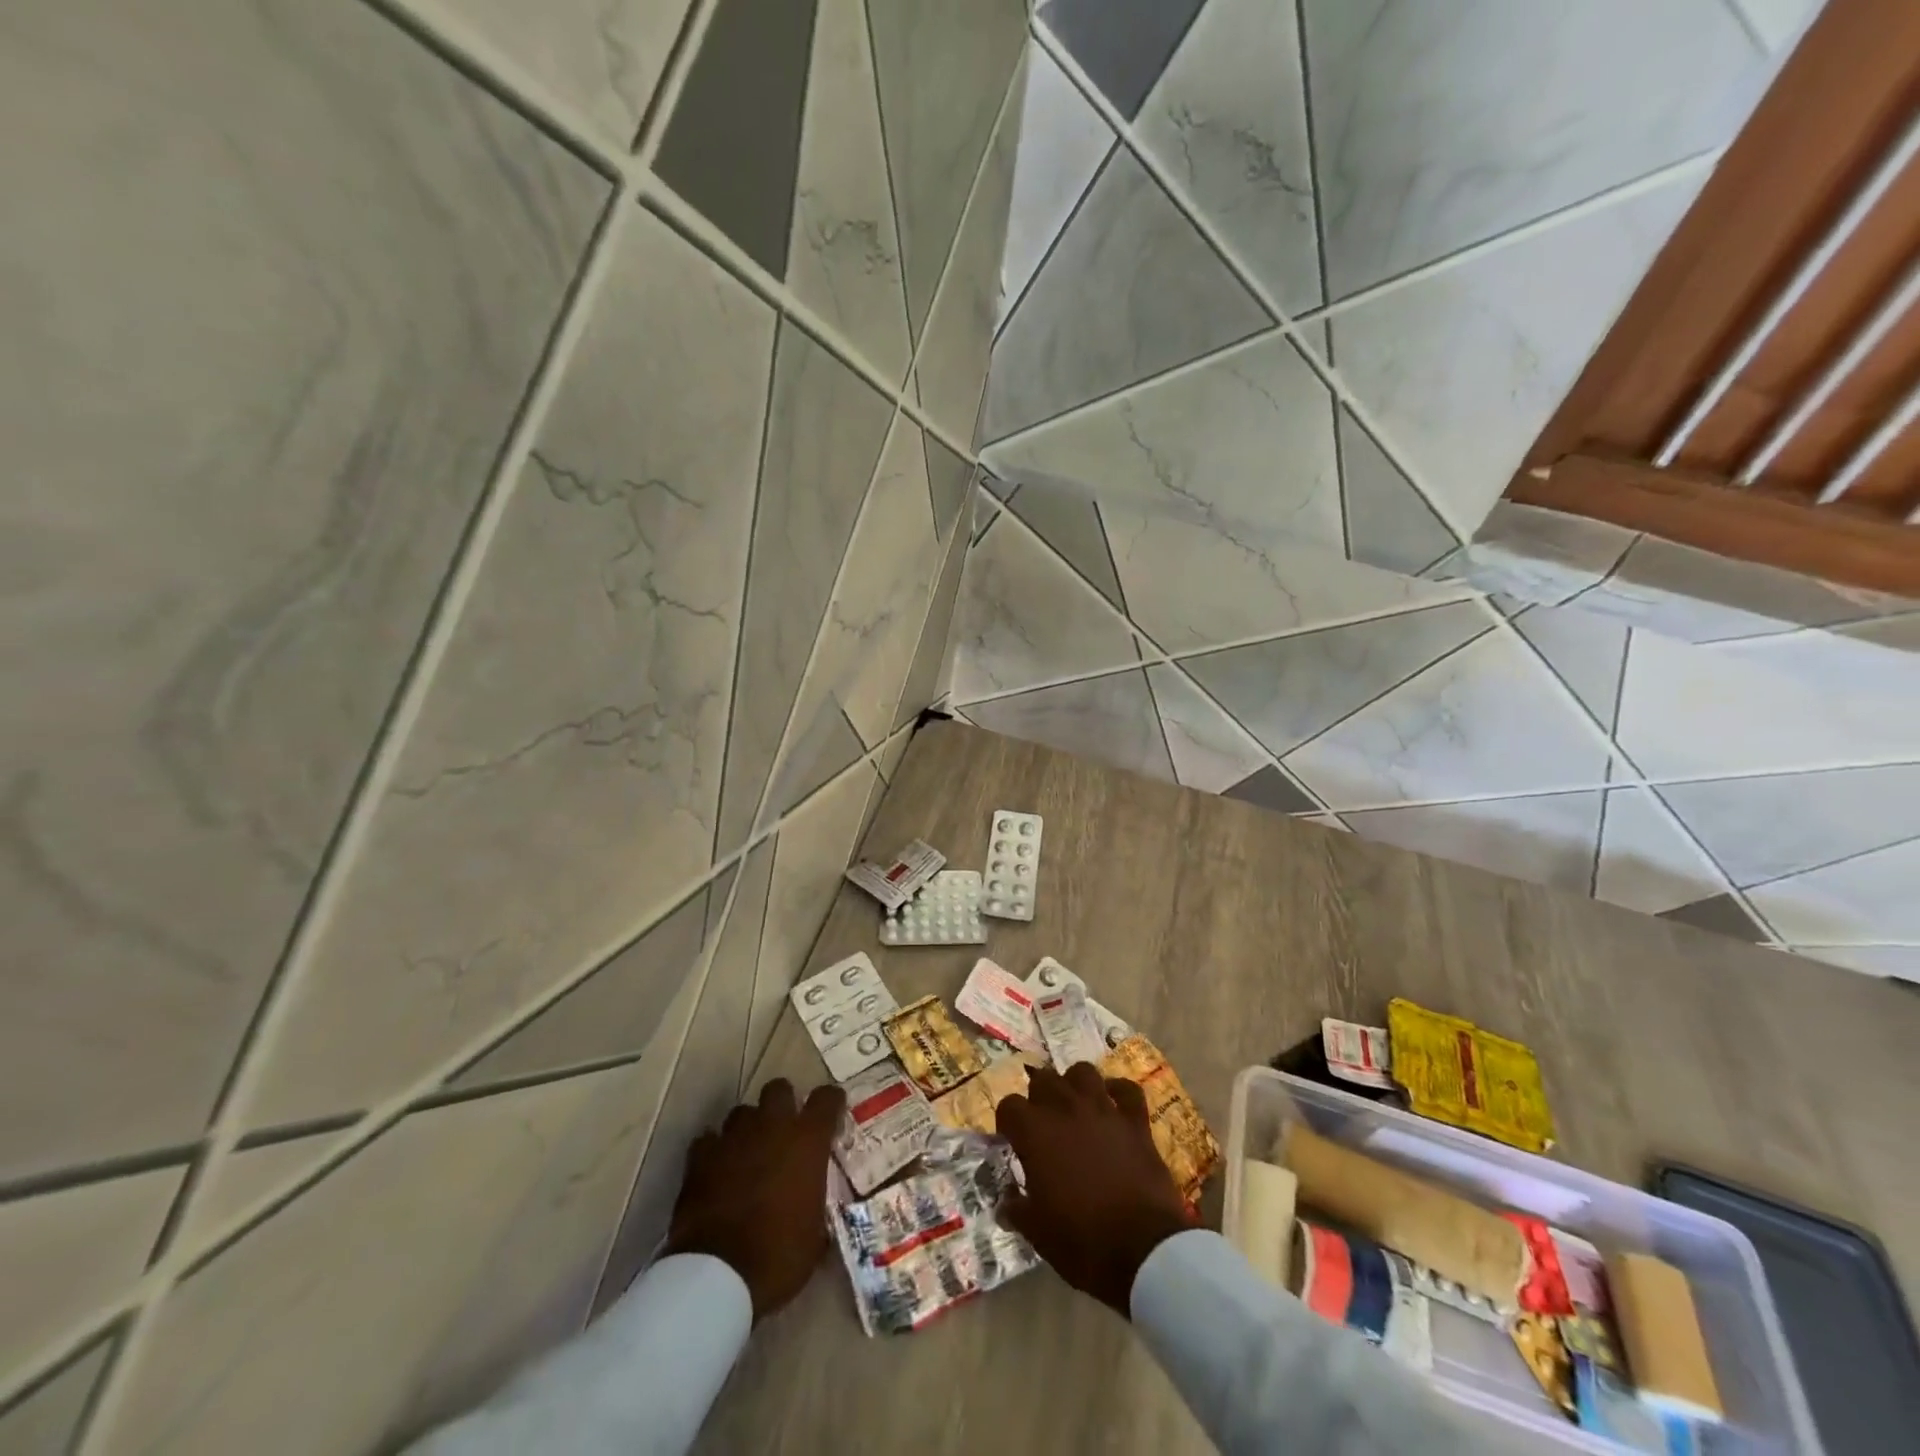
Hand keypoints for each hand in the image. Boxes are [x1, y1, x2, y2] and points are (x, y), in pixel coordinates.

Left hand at [666, 1078, 846, 1321]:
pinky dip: (714, 1151)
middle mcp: (772, 1126)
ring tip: (748, 1153)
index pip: (826, 1098)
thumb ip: (817, 1205)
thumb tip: (815, 1206)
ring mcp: (733, 1138)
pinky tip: (716, 1170)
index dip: (830, 1103)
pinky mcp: (700, 1157)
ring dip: (748, 1128)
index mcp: (807, 1141)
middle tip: (784, 1130)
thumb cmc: (779, 1255)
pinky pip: (709, 1140)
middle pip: (779, 1089)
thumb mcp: (815, 1236)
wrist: (718, 1275)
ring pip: (742, 1112)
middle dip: (783, 1103)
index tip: (831, 1115)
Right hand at [996, 1063, 1196, 1317]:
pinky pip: (1127, 1089)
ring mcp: (1103, 1110)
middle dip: (1038, 1097)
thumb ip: (1017, 1210)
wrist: (1143, 1250)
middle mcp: (1065, 1109)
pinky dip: (1119, 1091)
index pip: (1009, 1106)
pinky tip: (1114, 1103)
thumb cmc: (1082, 1242)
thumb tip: (1005, 1204)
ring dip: (1074, 1085)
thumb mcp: (1037, 1233)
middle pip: (1044, 1080)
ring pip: (1083, 1072)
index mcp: (1035, 1132)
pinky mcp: (1135, 1121)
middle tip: (1042, 1124)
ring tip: (1074, 1106)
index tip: (1012, 1140)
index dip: (1008, 1122)